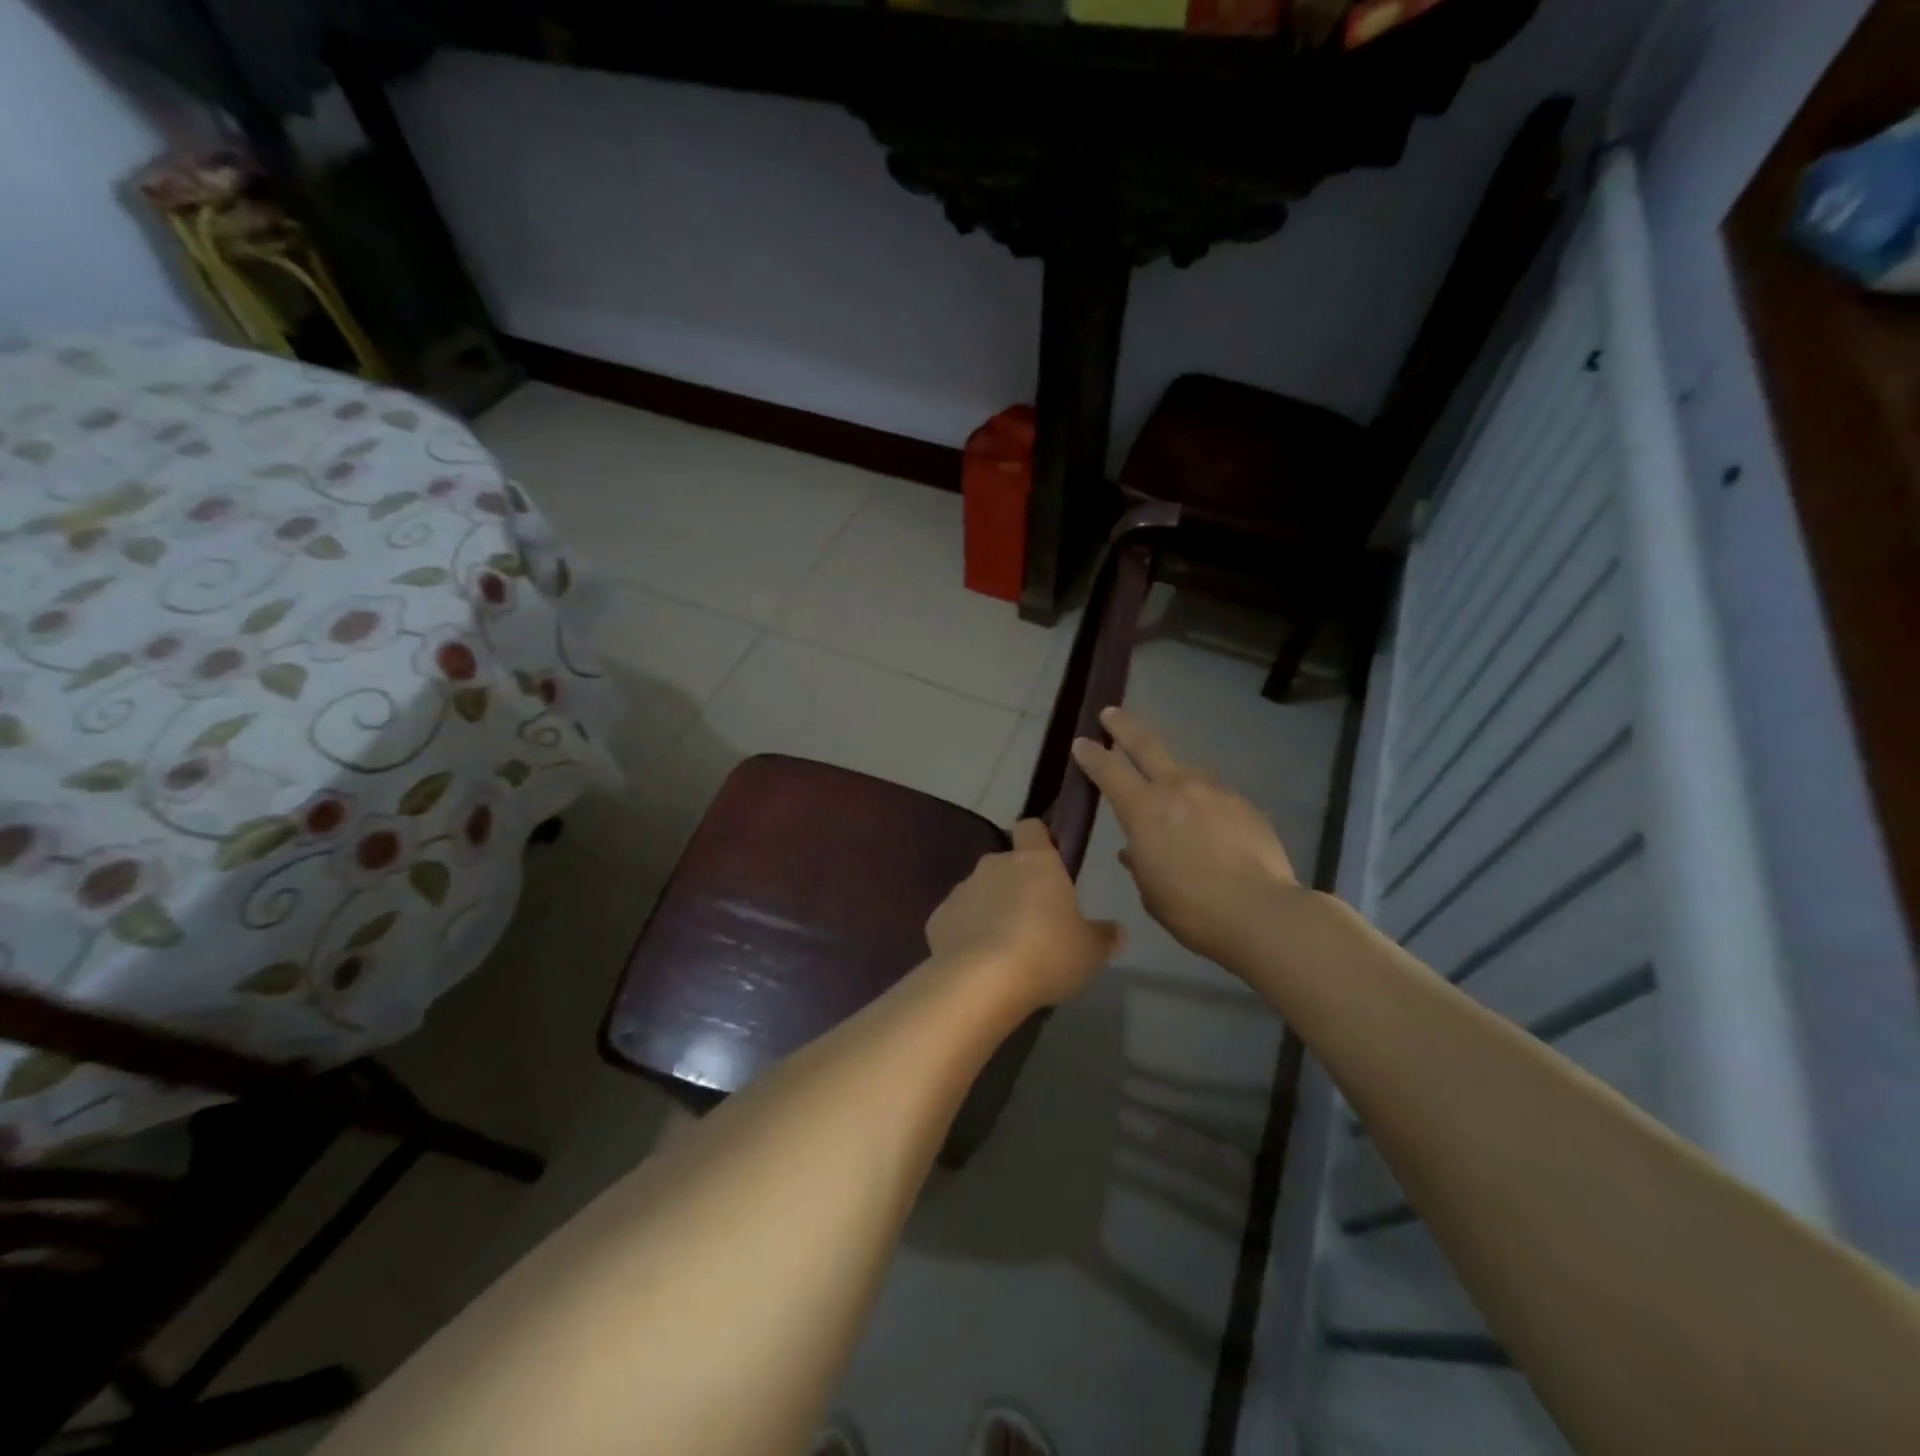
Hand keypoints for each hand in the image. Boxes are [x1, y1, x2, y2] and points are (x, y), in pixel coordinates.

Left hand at [925, 819, 1121, 1010]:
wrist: (981, 982)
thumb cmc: (1046, 954)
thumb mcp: (1090, 952)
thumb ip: (1104, 936)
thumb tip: (1116, 931)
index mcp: (1035, 861)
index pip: (1032, 828)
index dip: (1039, 840)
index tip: (1048, 863)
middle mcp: (995, 865)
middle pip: (1006, 864)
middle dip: (1016, 886)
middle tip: (1033, 922)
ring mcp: (962, 889)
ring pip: (980, 892)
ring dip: (990, 910)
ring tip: (1004, 949)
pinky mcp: (938, 917)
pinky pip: (958, 919)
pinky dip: (966, 934)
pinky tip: (978, 963)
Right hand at [1071, 707, 1299, 967]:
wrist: (1260, 912)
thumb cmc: (1191, 909)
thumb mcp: (1150, 890)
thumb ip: (1140, 862)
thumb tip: (1134, 850)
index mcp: (1144, 810)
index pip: (1108, 770)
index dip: (1092, 754)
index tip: (1081, 742)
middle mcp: (1177, 789)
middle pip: (1146, 744)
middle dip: (1124, 726)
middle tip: (1111, 713)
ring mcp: (1215, 793)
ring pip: (1186, 770)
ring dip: (1172, 774)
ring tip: (1172, 793)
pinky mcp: (1244, 805)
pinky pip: (1215, 796)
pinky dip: (1204, 805)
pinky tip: (1211, 828)